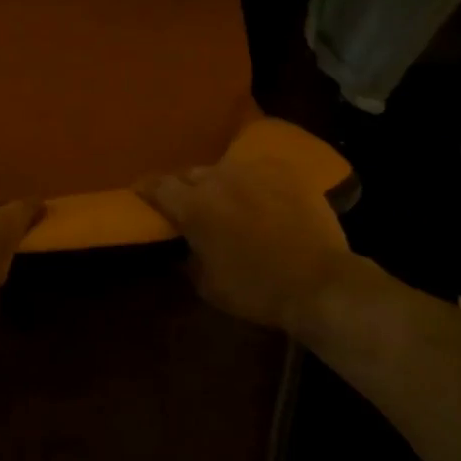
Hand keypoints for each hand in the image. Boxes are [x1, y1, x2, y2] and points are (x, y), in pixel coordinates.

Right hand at [135, 159, 368, 334]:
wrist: (318, 282)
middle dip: (185, 188)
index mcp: (194, 206)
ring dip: (220, 184)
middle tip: (188, 204)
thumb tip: (187, 245)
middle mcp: (220, 178)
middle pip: (191, 174)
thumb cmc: (257, 290)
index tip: (141, 192)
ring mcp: (255, 170)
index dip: (147, 188)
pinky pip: (259, 171)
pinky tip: (261, 199)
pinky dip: (253, 183)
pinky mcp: (285, 171)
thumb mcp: (209, 285)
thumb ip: (190, 257)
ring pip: (226, 169)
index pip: (159, 186)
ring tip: (227, 200)